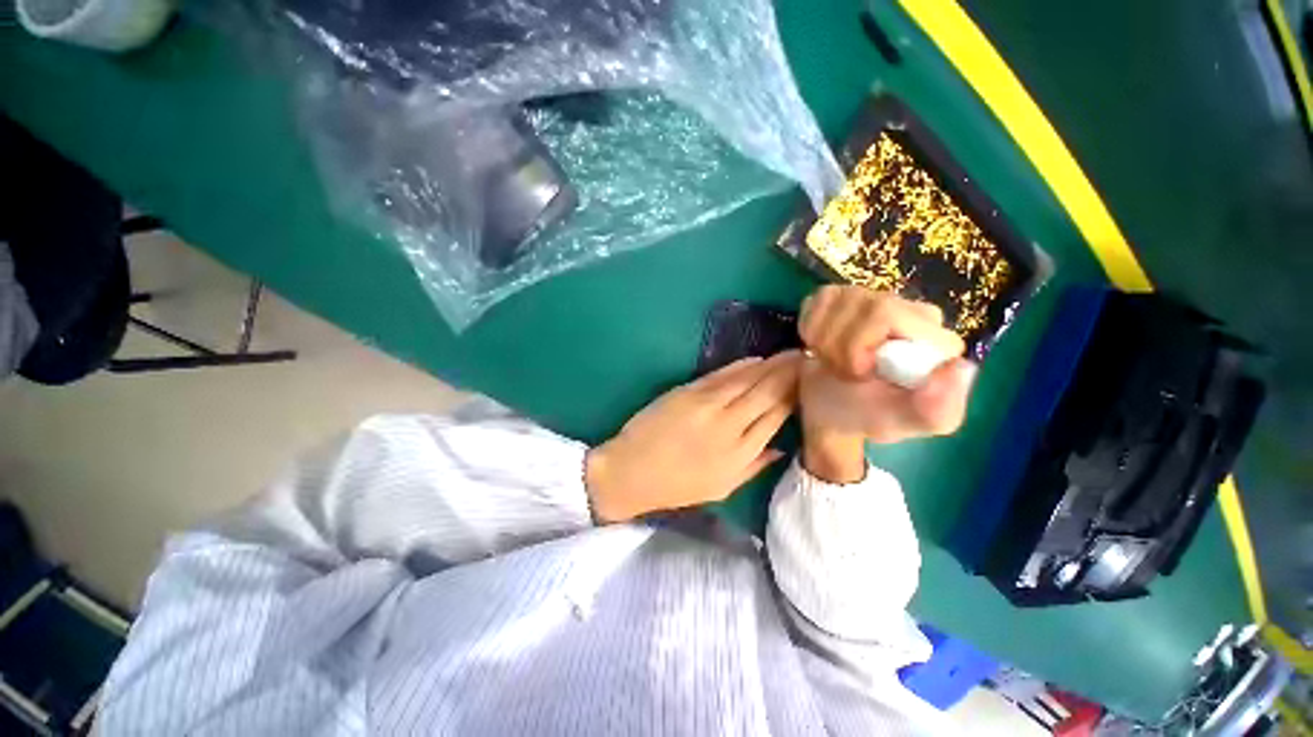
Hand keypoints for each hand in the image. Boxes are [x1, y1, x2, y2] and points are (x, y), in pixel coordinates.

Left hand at [585, 351, 801, 522]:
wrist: (632, 471)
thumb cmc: (677, 486)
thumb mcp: (721, 488)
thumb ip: (755, 467)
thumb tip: (782, 447)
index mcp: (740, 454)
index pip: (776, 417)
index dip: (795, 397)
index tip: (809, 382)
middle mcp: (730, 426)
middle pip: (767, 393)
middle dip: (790, 373)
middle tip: (809, 357)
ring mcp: (708, 406)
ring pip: (748, 380)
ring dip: (771, 364)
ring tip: (791, 352)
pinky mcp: (689, 392)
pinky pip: (722, 375)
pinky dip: (741, 365)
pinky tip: (757, 359)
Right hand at [797, 287, 976, 481]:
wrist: (826, 412)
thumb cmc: (864, 417)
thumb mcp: (904, 423)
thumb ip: (939, 408)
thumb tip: (960, 367)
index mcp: (933, 338)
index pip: (886, 313)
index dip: (858, 346)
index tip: (856, 374)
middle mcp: (908, 310)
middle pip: (862, 304)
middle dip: (838, 345)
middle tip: (840, 372)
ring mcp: (872, 299)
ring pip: (835, 299)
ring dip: (821, 339)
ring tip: (830, 362)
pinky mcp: (840, 298)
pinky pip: (818, 298)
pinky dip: (809, 327)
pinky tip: (818, 346)